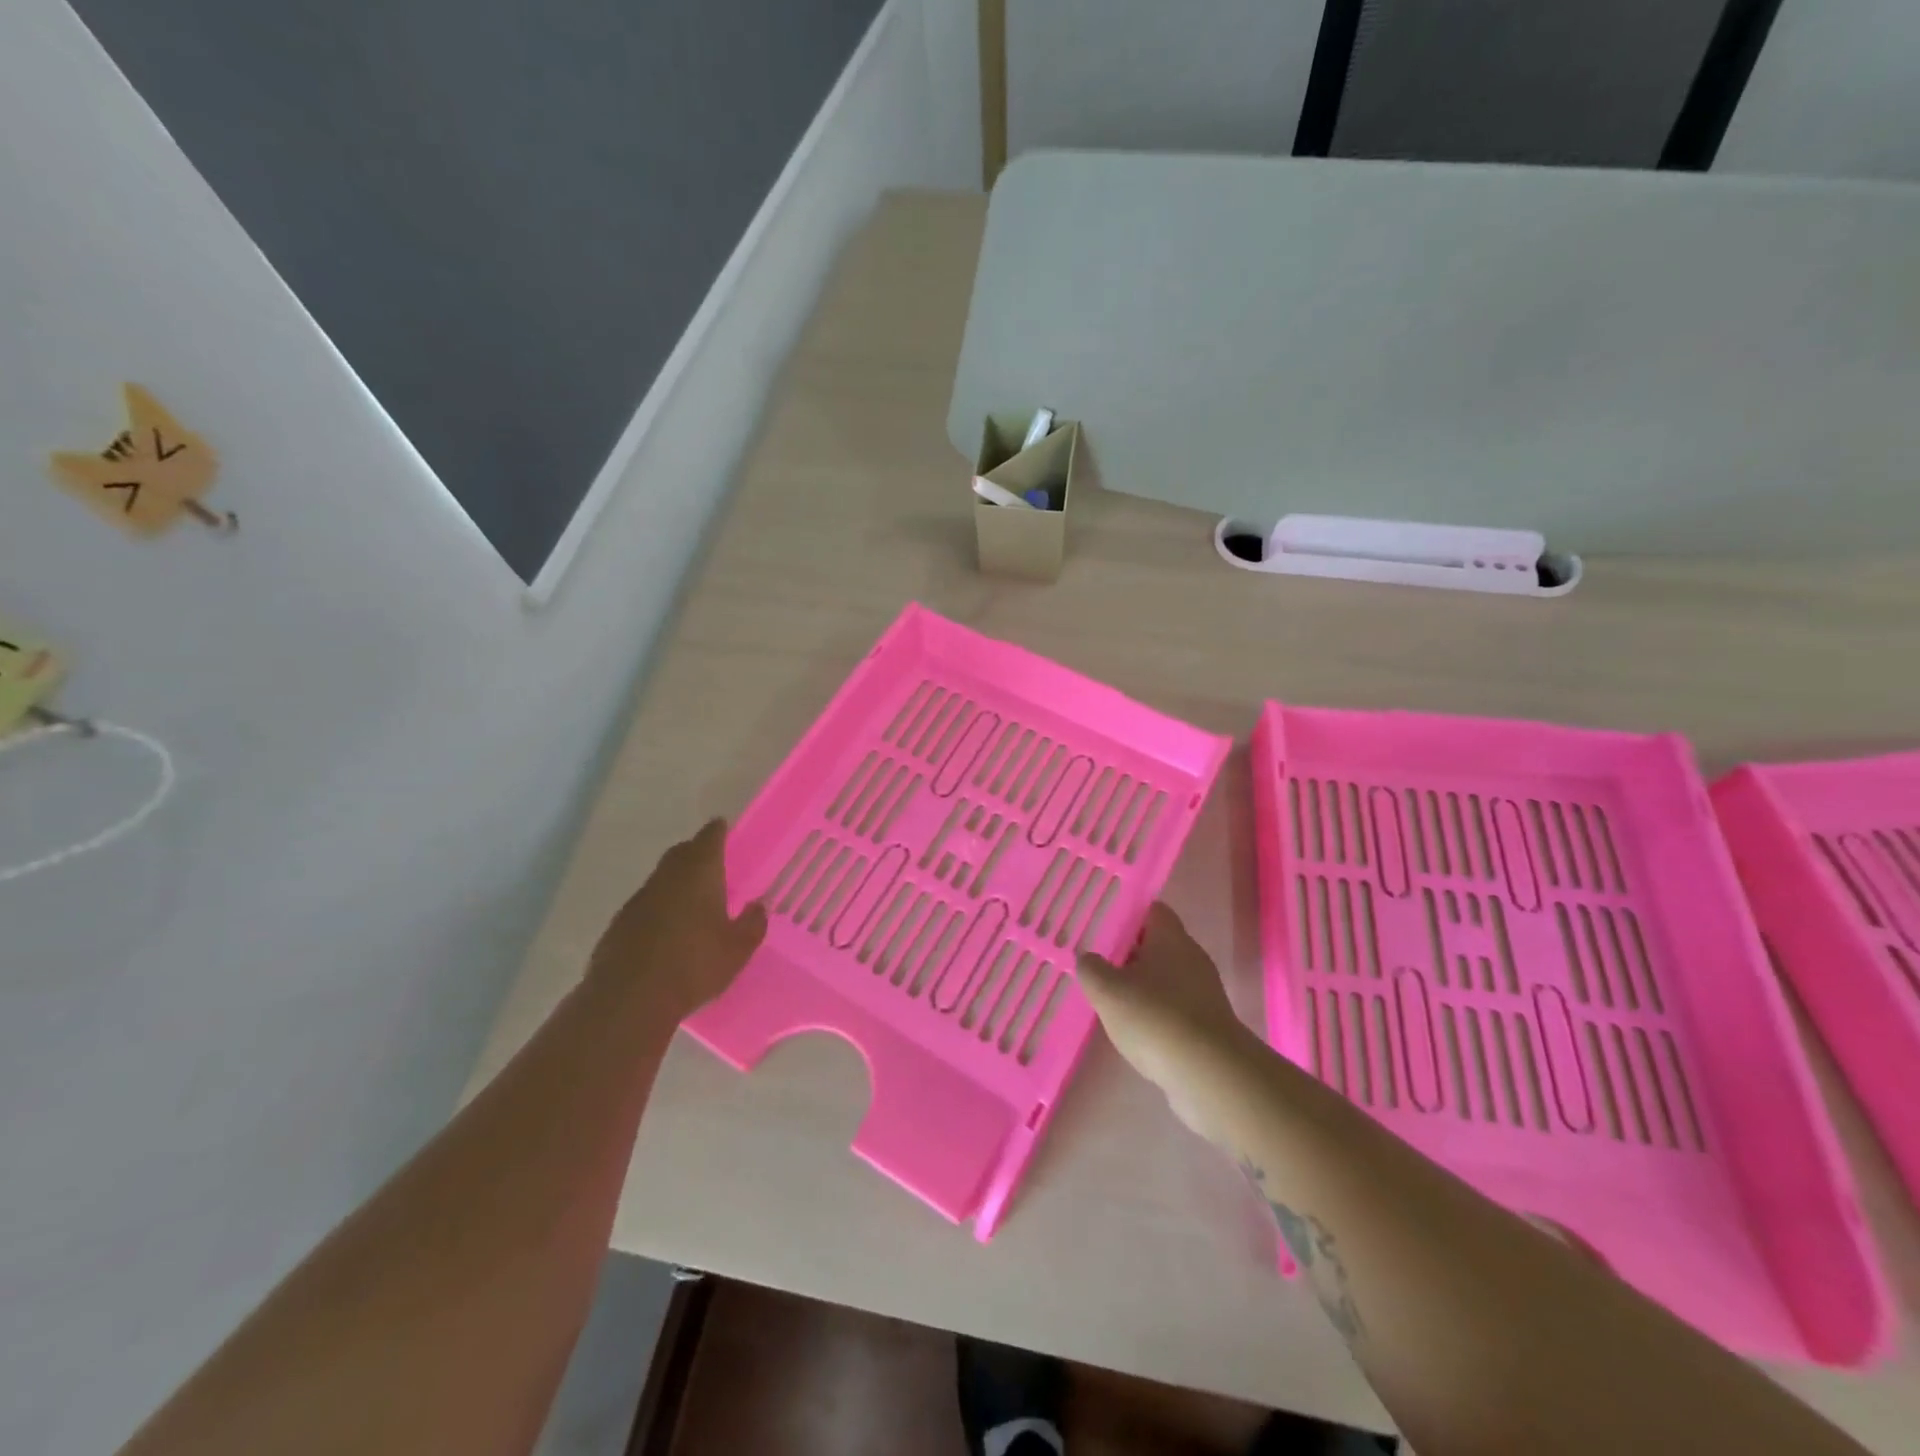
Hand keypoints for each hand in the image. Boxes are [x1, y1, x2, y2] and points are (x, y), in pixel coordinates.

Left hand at [589, 819, 766, 1020]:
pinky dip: (661, 905)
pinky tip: (670, 928)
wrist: (629, 999)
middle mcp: (667, 877)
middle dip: (697, 852)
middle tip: (714, 861)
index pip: (709, 838)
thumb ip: (752, 924)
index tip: (723, 827)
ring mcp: (639, 899)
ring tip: (695, 897)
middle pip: (682, 852)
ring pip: (663, 878)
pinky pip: (647, 903)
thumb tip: (758, 906)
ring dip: (678, 880)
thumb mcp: (737, 950)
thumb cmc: (693, 966)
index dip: (718, 831)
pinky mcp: (620, 923)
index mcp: (699, 873)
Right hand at [1078, 903, 1259, 1139]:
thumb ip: (1092, 969)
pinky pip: (1175, 1008)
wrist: (1210, 1074)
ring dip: (1142, 985)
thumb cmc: (1155, 1017)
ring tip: (1111, 999)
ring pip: (1166, 978)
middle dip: (1130, 952)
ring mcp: (1204, 992)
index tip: (1104, 926)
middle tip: (1100, 963)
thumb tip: (1089, 959)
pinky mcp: (1208, 1025)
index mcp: (1171, 938)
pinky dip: (1156, 1014)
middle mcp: (1192, 958)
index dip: (1129, 914)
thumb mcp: (1107, 990)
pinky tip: (1135, 1030)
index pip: (1153, 910)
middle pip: (1159, 944)